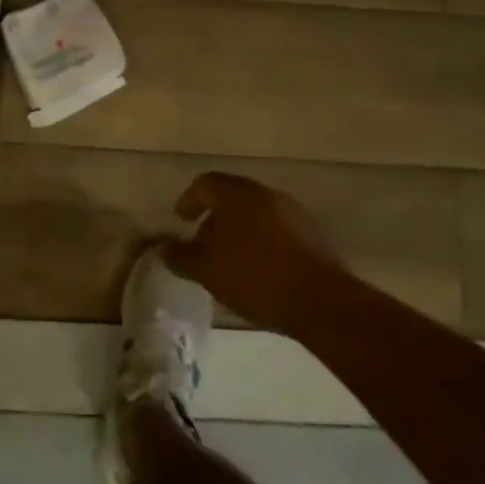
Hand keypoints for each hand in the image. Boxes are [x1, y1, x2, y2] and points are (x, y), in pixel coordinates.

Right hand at [164, 173, 352, 334]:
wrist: (320, 300)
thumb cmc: (255, 277)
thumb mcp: (208, 271)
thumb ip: (182, 257)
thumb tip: (164, 249)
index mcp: (237, 193)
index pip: (205, 183)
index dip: (190, 200)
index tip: (181, 219)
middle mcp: (264, 193)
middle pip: (232, 197)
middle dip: (215, 217)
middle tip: (204, 241)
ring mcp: (292, 211)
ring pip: (256, 213)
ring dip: (240, 230)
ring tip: (232, 259)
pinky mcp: (312, 233)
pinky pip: (277, 230)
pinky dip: (263, 242)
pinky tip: (260, 269)